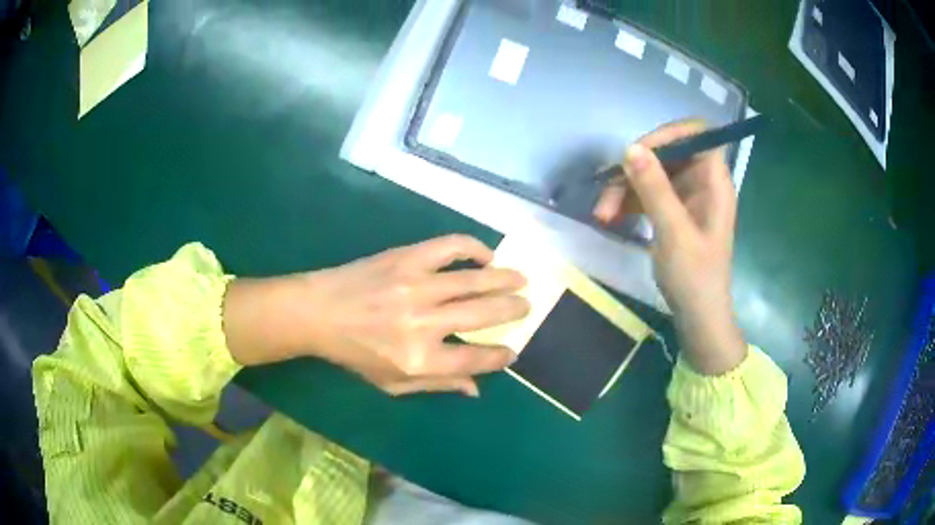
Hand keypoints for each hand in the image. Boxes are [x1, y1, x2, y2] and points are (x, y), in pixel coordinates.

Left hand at [224, 235, 529, 395]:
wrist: (318, 312)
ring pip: (475, 280)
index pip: (475, 359)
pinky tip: (486, 255)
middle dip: (512, 311)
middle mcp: (423, 323)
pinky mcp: (407, 258)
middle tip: (526, 307)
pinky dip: (474, 248)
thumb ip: (436, 386)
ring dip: (505, 279)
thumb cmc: (354, 354)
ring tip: (522, 279)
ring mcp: (416, 286)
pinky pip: (450, 247)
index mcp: (419, 359)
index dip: (499, 356)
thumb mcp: (391, 383)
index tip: (512, 351)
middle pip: (483, 315)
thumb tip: (477, 389)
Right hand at [593, 120, 745, 373]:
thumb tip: (630, 148)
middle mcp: (702, 182)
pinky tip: (610, 218)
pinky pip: (649, 194)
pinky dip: (629, 202)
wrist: (698, 318)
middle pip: (668, 154)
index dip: (669, 134)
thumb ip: (654, 188)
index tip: (638, 151)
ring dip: (625, 188)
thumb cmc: (695, 277)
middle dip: (635, 168)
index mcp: (713, 182)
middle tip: (607, 189)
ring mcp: (687, 197)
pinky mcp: (673, 212)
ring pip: (653, 174)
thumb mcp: (674, 232)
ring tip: (602, 214)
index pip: (697, 134)